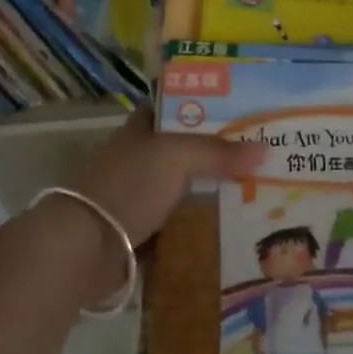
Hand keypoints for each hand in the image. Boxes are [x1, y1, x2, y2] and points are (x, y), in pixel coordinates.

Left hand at [66, 107, 264, 247]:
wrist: (85, 248)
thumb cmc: (129, 186)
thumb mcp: (177, 156)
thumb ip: (219, 151)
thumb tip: (266, 149)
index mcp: (142, 129)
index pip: (177, 107)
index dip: (208, 105)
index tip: (244, 111)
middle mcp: (141, 159)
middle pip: (188, 150)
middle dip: (222, 153)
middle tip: (265, 154)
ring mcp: (141, 197)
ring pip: (188, 189)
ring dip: (216, 192)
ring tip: (261, 190)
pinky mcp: (144, 233)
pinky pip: (183, 225)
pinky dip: (204, 227)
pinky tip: (236, 226)